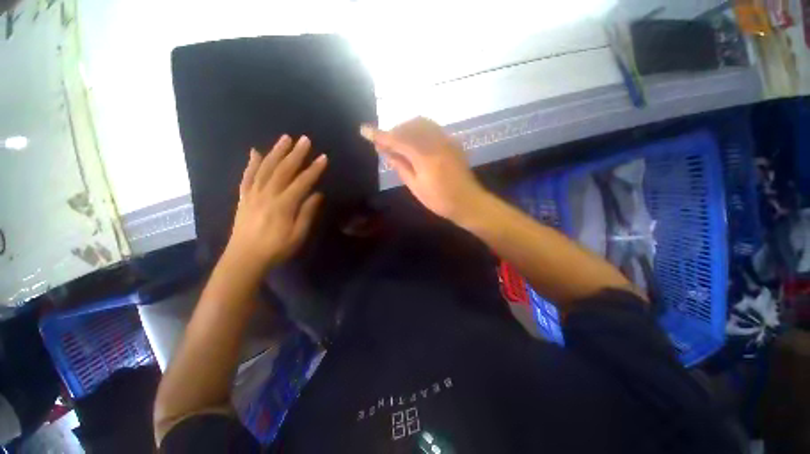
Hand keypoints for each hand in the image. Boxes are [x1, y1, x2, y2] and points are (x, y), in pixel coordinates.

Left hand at [226, 135, 326, 270]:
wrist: (244, 259)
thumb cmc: (276, 249)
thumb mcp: (298, 235)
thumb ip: (307, 213)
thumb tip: (317, 195)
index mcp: (283, 205)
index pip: (302, 182)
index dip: (314, 169)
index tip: (323, 157)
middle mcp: (267, 195)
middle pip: (283, 170)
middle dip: (296, 154)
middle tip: (304, 139)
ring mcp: (253, 194)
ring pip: (265, 168)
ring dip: (276, 152)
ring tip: (285, 139)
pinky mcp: (243, 198)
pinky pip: (247, 177)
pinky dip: (251, 163)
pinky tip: (255, 152)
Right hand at [360, 117, 487, 223]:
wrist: (468, 202)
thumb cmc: (440, 200)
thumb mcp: (416, 187)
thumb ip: (401, 166)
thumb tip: (386, 151)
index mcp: (425, 157)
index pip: (398, 140)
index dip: (380, 135)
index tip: (364, 130)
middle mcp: (436, 143)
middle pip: (409, 127)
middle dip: (393, 132)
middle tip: (383, 144)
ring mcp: (446, 140)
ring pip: (421, 124)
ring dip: (405, 129)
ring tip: (397, 142)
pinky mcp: (452, 141)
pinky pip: (432, 128)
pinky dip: (418, 130)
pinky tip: (414, 141)